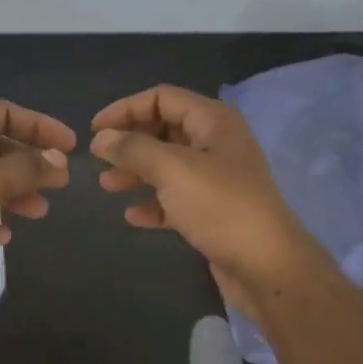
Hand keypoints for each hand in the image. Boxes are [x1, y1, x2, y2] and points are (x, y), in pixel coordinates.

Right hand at [90, 84, 318, 318]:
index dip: (125, 108)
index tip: (95, 130)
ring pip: (168, 165)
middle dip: (130, 142)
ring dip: (136, 172)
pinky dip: (154, 202)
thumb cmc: (220, 206)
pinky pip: (176, 198)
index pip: (162, 97)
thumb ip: (133, 149)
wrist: (267, 265)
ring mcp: (217, 178)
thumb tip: (101, 138)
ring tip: (107, 186)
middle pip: (164, 129)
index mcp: (213, 121)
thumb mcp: (172, 169)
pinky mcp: (214, 211)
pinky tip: (133, 216)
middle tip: (98, 160)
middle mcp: (216, 143)